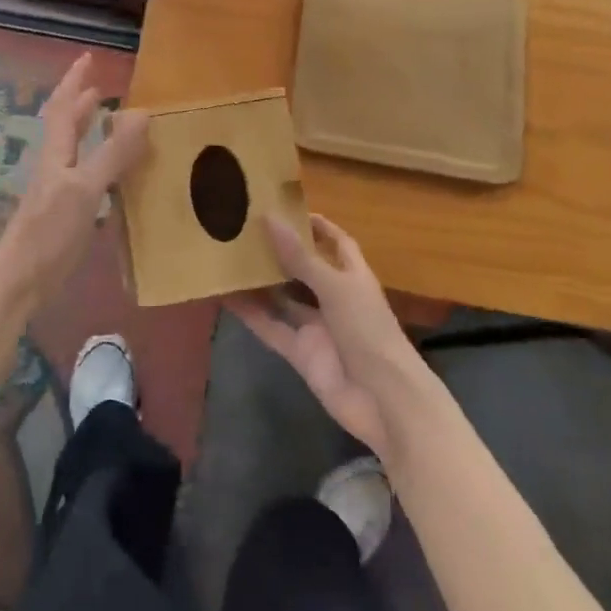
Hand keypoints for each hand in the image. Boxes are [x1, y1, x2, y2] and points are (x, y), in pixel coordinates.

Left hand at [0, 53, 146, 314]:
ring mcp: (57, 189)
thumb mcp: (86, 188)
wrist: (20, 280)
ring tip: (106, 116)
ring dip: (87, 129)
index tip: (87, 58)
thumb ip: (113, 153)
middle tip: (98, 84)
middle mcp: (55, 164)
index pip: (66, 106)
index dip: (75, 81)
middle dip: (80, 101)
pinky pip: (83, 172)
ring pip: (73, 148)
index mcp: (57, 152)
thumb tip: (142, 112)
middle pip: (65, 124)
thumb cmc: (50, 231)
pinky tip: (111, 172)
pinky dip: (97, 160)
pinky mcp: (64, 211)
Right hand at [226, 214, 429, 462]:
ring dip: (261, 282)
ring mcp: (317, 328)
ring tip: (229, 257)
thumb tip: (269, 218)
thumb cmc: (369, 332)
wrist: (384, 401)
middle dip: (280, 252)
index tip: (288, 209)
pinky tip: (226, 297)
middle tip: (246, 230)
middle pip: (305, 269)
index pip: (337, 243)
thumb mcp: (336, 288)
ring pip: (283, 299)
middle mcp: (334, 299)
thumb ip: (301, 258)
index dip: (317, 227)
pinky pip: (272, 328)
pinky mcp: (301, 353)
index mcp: (353, 277)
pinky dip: (251, 315)